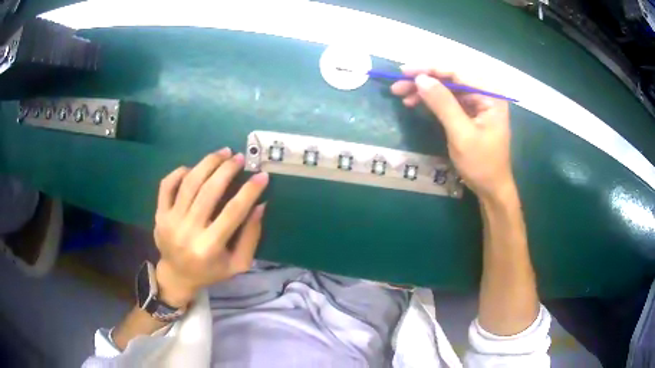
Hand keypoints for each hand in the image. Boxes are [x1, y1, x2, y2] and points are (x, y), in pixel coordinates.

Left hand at [153, 148, 268, 306]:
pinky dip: (180, 172)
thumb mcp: (238, 264)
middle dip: (227, 170)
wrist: (177, 276)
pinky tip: (193, 168)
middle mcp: (188, 231)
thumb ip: (250, 237)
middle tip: (239, 157)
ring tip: (222, 153)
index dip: (249, 191)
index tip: (262, 175)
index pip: (233, 212)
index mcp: (209, 247)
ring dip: (207, 163)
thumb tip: (260, 205)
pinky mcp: (159, 214)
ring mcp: (170, 221)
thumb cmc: (211, 271)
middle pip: (208, 192)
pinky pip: (167, 185)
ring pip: (189, 183)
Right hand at [391, 66, 512, 198]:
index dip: (429, 69)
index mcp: (490, 95)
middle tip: (398, 85)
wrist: (491, 188)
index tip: (404, 71)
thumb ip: (443, 104)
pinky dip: (431, 101)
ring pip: (446, 88)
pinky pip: (448, 100)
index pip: (457, 73)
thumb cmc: (481, 164)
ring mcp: (477, 103)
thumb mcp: (461, 134)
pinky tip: (415, 102)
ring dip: (424, 90)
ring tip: (401, 94)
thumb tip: (420, 79)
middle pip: (450, 79)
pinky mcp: (470, 112)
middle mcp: (485, 93)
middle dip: (424, 80)